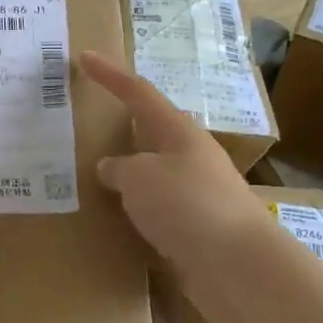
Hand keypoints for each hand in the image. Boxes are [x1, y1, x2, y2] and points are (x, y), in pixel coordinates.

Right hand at [78, 50, 274, 272]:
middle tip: (90, 123)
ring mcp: (198, 193)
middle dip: (122, 127)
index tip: (85, 57)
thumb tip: (112, 169)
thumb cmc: (186, 205)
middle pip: (151, 132)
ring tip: (94, 176)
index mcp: (179, 132)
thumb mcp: (139, 178)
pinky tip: (118, 219)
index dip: (110, 74)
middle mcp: (191, 157)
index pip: (138, 93)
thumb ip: (119, 169)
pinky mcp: (198, 228)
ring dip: (128, 173)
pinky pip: (158, 208)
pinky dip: (136, 208)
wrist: (238, 266)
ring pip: (154, 173)